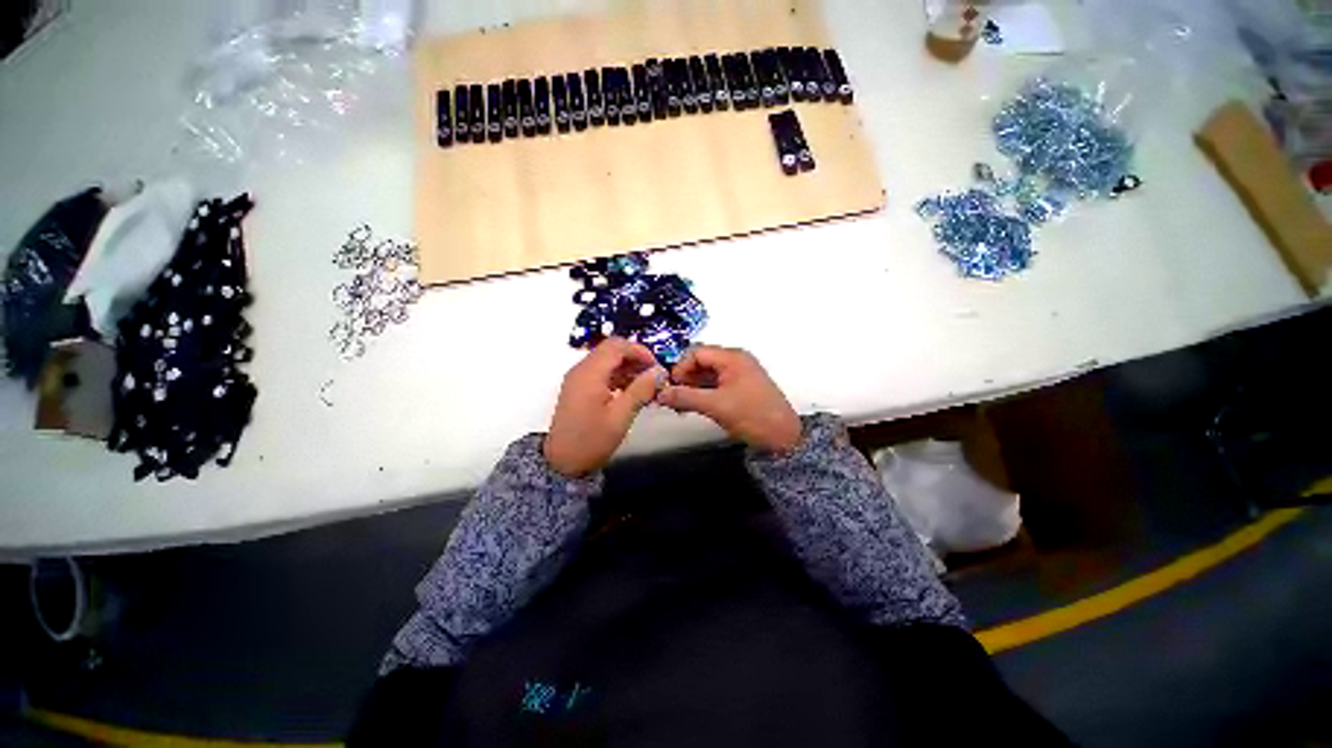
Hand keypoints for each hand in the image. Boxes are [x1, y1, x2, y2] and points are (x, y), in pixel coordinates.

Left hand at [544, 338, 665, 476]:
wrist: (562, 463)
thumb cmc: (591, 440)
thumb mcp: (620, 416)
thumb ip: (641, 390)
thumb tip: (659, 372)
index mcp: (590, 373)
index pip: (617, 346)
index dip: (639, 351)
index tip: (656, 366)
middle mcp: (581, 370)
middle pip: (611, 350)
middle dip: (635, 358)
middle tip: (653, 375)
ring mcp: (578, 378)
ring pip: (607, 360)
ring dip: (627, 367)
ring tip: (646, 385)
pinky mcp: (579, 388)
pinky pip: (601, 372)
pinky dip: (617, 376)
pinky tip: (631, 391)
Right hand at [656, 345, 801, 453]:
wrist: (783, 438)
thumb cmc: (751, 415)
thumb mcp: (716, 406)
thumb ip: (685, 397)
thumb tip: (660, 394)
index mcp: (732, 357)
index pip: (696, 353)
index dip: (680, 368)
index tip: (670, 387)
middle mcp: (735, 361)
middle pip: (701, 362)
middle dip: (684, 379)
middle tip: (672, 398)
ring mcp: (739, 375)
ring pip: (707, 375)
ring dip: (692, 388)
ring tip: (680, 406)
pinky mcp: (740, 388)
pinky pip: (715, 385)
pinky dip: (702, 394)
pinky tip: (692, 407)